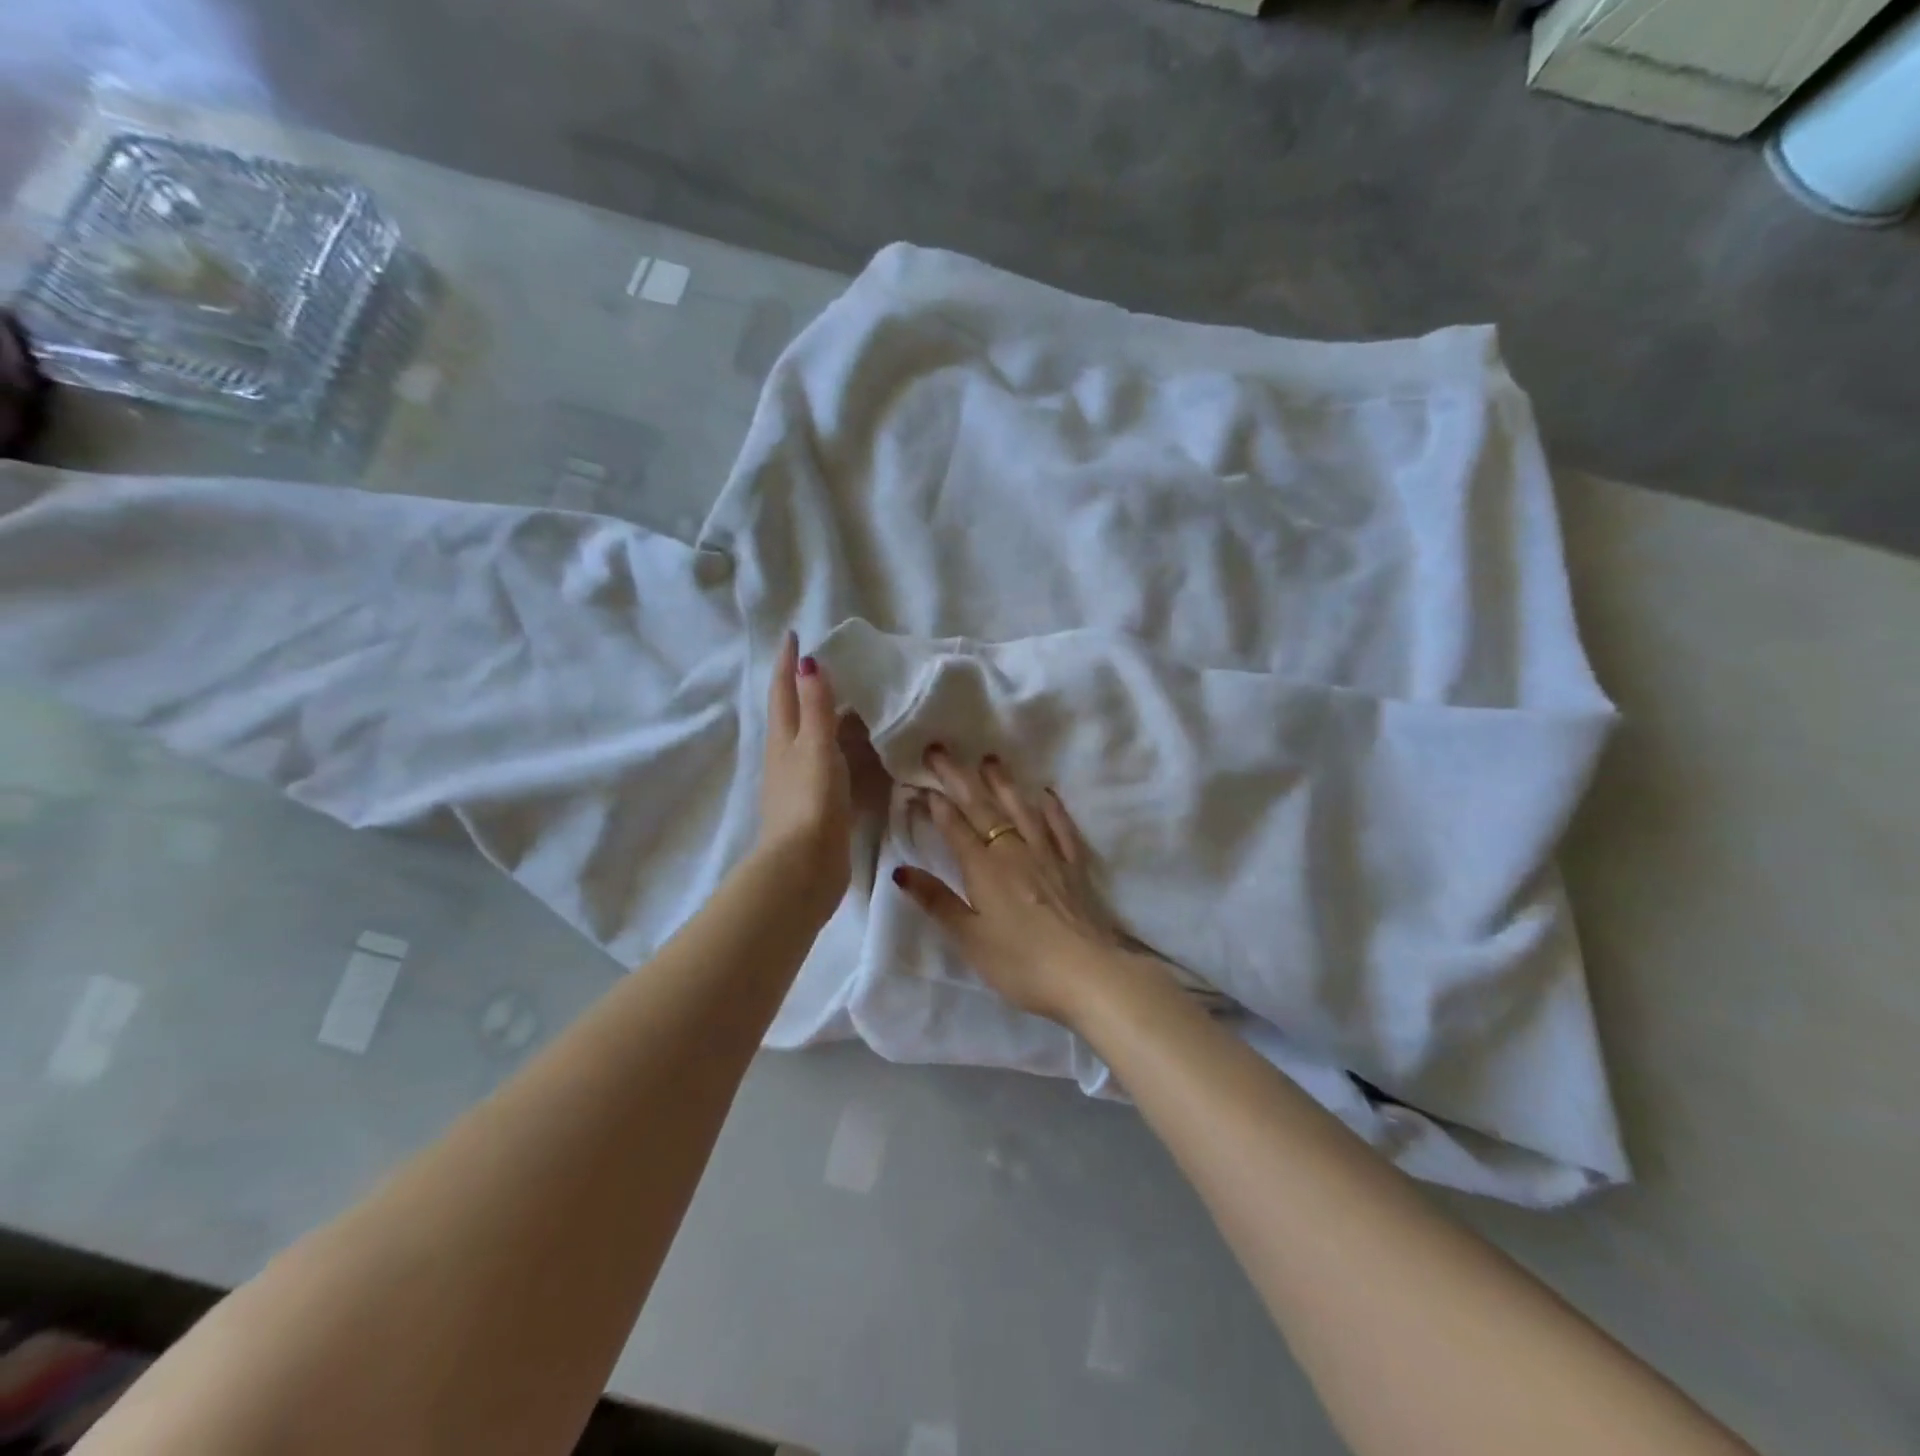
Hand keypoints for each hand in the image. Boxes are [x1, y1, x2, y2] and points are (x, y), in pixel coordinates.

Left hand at [757, 632, 853, 912]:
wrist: (804, 867)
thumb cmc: (810, 802)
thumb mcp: (815, 747)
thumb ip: (815, 707)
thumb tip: (808, 661)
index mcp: (783, 740)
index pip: (783, 691)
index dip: (787, 663)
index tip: (794, 634)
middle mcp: (787, 757)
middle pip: (795, 714)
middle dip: (807, 688)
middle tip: (834, 666)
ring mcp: (801, 783)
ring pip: (814, 741)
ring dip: (829, 720)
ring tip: (857, 704)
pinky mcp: (818, 805)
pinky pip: (832, 766)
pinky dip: (844, 751)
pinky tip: (862, 754)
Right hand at [892, 748, 1153, 1028]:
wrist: (1089, 974)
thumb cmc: (1021, 963)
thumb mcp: (970, 938)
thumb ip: (937, 901)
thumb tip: (901, 870)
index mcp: (984, 869)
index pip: (955, 827)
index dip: (935, 804)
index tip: (919, 782)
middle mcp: (1014, 851)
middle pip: (982, 808)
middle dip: (959, 778)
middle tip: (940, 750)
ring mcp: (1047, 855)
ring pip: (1021, 809)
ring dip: (1003, 783)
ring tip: (990, 759)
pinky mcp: (1073, 866)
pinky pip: (1060, 828)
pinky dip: (1052, 808)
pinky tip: (1046, 793)